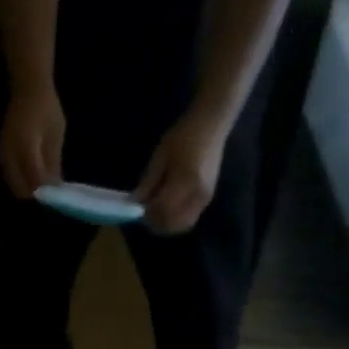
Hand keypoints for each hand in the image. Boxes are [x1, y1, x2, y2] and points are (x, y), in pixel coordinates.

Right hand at [0, 84, 64, 198]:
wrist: (28, 86)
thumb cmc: (46, 107)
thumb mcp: (56, 134)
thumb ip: (53, 162)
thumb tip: (55, 186)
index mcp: (27, 147)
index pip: (35, 180)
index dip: (46, 191)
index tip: (56, 195)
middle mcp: (11, 154)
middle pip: (20, 188)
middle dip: (35, 194)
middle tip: (48, 193)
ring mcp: (4, 153)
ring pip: (13, 183)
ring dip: (26, 188)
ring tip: (41, 185)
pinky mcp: (1, 152)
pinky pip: (9, 175)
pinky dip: (20, 180)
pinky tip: (31, 177)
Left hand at [134, 109, 228, 234]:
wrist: (212, 123)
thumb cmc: (184, 134)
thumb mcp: (161, 154)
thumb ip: (149, 181)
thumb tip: (136, 202)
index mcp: (185, 180)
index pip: (163, 210)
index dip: (149, 214)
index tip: (139, 209)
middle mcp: (197, 194)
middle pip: (173, 223)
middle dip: (157, 223)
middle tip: (146, 214)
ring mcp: (205, 198)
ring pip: (182, 225)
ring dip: (167, 224)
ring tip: (156, 213)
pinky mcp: (208, 199)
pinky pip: (189, 219)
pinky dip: (176, 220)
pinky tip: (168, 210)